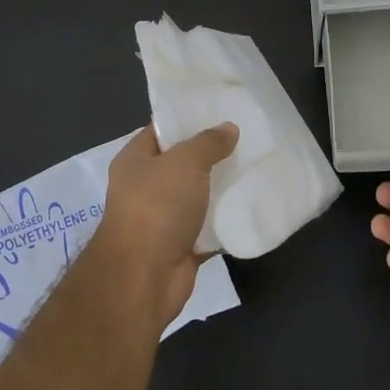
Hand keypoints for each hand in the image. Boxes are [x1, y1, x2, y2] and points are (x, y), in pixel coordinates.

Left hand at [95, 122, 238, 329]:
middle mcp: (145, 187)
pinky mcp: (181, 246)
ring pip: (197, 196)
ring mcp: (162, 218)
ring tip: (255, 169)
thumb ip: (208, 143)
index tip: (220, 112)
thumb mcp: (184, 162)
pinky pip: (208, 227)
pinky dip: (225, 221)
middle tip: (246, 140)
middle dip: (211, 155)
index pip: (161, 130)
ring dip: (221, 188)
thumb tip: (228, 128)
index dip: (187, 120)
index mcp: (135, 160)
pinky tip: (252, 206)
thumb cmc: (156, 207)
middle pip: (182, 163)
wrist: (144, 277)